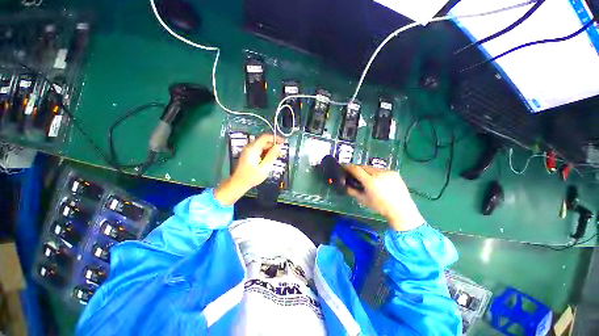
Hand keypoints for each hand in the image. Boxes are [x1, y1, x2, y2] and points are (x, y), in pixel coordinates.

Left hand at [215, 134, 283, 204]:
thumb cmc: (252, 177)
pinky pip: (259, 150)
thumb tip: (279, 146)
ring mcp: (248, 151)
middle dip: (274, 145)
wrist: (238, 183)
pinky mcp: (248, 155)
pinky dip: (266, 153)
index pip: (265, 137)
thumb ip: (272, 155)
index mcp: (253, 148)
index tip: (283, 142)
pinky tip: (270, 159)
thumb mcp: (265, 167)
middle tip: (282, 152)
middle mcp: (250, 147)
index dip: (275, 138)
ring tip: (278, 156)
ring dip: (270, 150)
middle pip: (264, 141)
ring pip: (262, 146)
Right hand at [344, 165, 424, 231]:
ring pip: (372, 167)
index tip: (343, 166)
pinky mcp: (394, 172)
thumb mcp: (363, 200)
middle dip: (357, 168)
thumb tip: (345, 185)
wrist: (402, 210)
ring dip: (366, 170)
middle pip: (364, 166)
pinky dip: (375, 172)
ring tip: (364, 176)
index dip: (348, 167)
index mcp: (371, 181)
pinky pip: (380, 170)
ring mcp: (387, 172)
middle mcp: (379, 174)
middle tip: (352, 172)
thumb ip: (352, 191)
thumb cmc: (380, 207)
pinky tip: (375, 179)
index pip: (356, 169)